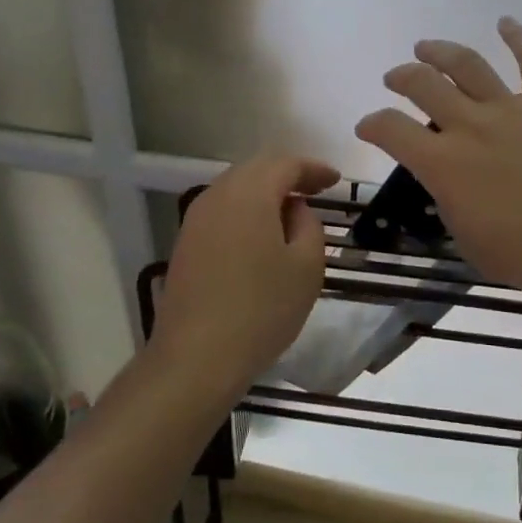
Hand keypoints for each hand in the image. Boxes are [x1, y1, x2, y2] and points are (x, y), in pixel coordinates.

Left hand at [155, 155, 339, 392]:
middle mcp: (217, 195)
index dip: (314, 169)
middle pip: (257, 169)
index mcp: (249, 193)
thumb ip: (308, 225)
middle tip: (316, 190)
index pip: (286, 164)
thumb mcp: (306, 267)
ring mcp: (195, 219)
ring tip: (291, 211)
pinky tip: (261, 233)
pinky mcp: (185, 243)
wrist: (196, 358)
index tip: (336, 181)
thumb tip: (294, 209)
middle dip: (288, 175)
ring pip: (236, 188)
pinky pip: (222, 210)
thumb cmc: (261, 310)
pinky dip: (246, 211)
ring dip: (265, 192)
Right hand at [355, 18, 521, 317]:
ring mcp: (513, 110)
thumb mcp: (466, 237)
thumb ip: (449, 199)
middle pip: (424, 84)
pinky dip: (519, 37)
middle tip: (395, 78)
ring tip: (426, 47)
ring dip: (442, 51)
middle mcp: (471, 125)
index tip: (368, 127)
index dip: (372, 124)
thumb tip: (448, 179)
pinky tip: (506, 22)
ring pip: (468, 65)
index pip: (391, 129)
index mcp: (444, 163)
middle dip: (402, 77)